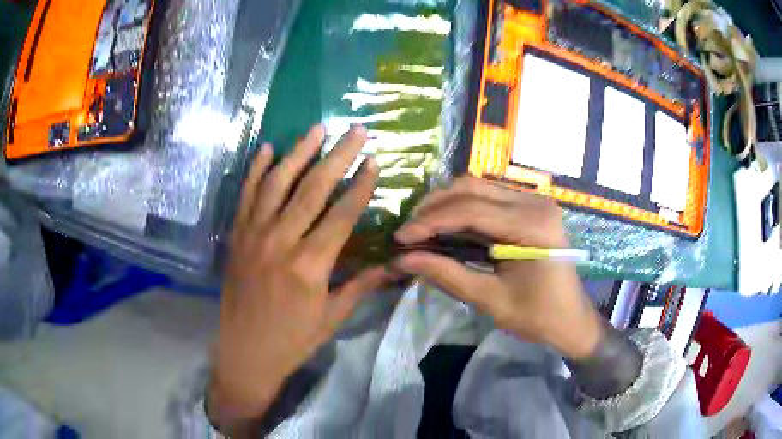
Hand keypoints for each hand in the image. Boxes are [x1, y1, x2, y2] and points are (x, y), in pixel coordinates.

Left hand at [210, 125, 392, 429]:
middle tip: (355, 131)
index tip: (375, 161)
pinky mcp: (236, 236)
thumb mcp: (332, 318)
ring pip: (278, 182)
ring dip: (299, 152)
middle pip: (313, 188)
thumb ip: (361, 285)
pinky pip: (246, 195)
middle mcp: (280, 241)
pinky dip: (256, 169)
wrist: (244, 353)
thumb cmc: (292, 340)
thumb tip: (394, 265)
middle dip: (338, 156)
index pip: (342, 214)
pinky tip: (267, 148)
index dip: (361, 186)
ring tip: (317, 128)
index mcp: (310, 265)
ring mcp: (253, 235)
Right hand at [393, 177, 604, 359]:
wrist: (572, 319)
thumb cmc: (537, 316)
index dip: (429, 222)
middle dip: (433, 207)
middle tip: (408, 231)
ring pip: (478, 187)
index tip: (400, 238)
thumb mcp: (490, 300)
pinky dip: (463, 208)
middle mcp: (535, 202)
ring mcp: (535, 200)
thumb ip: (446, 274)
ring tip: (421, 227)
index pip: (470, 211)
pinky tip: (446, 224)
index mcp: (532, 226)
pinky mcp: (531, 206)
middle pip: (472, 188)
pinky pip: (489, 197)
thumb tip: (402, 259)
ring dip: (445, 204)